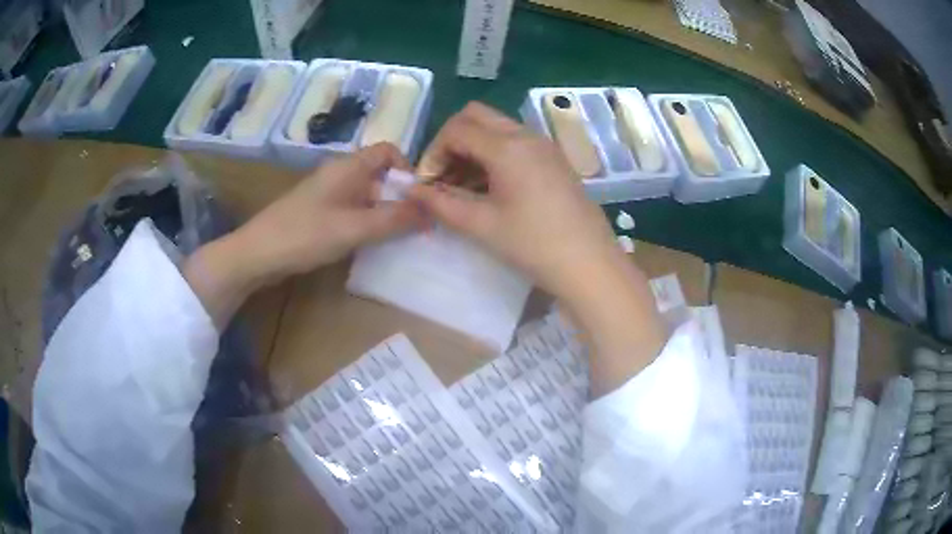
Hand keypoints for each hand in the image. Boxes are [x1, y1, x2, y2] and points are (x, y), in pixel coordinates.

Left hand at [236, 143, 422, 281]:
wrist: (257, 254)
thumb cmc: (305, 234)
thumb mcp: (354, 228)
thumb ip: (394, 220)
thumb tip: (432, 212)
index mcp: (349, 167)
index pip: (388, 151)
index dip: (407, 169)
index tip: (418, 199)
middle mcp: (340, 174)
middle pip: (380, 175)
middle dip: (400, 197)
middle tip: (414, 226)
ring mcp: (328, 194)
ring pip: (367, 196)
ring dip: (384, 213)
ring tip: (397, 239)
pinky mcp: (320, 213)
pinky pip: (352, 211)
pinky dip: (366, 223)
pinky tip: (369, 244)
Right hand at [410, 102, 620, 300]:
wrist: (590, 264)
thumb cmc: (534, 245)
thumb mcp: (481, 225)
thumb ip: (441, 203)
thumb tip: (412, 190)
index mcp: (507, 147)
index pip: (456, 129)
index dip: (434, 152)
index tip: (429, 183)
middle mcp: (526, 135)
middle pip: (476, 116)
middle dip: (452, 141)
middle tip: (444, 177)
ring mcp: (544, 145)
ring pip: (496, 128)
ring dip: (473, 148)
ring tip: (463, 188)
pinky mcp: (554, 159)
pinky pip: (515, 143)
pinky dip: (494, 155)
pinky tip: (490, 189)